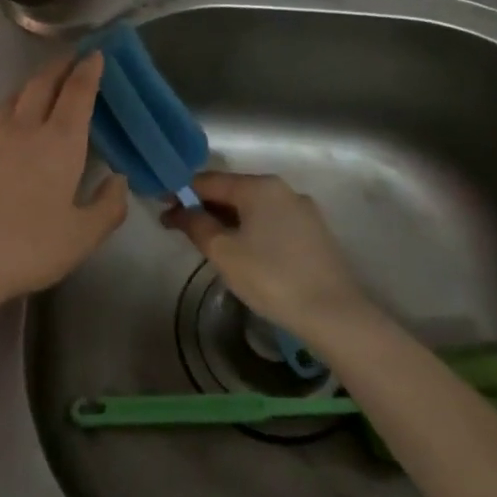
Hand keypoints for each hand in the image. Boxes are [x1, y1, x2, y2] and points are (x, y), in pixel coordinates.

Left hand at [0, 52, 128, 335]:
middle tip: (71, 59)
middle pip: (41, 84)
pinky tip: (9, 128)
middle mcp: (24, 129)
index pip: (76, 92)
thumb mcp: (82, 236)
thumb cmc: (28, 247)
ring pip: (13, 98)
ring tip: (41, 85)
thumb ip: (107, 206)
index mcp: (59, 142)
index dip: (88, 69)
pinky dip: (9, 113)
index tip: (96, 53)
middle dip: (59, 66)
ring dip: (32, 84)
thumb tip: (117, 180)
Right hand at [162, 171, 367, 332]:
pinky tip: (242, 252)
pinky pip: (271, 222)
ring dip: (227, 220)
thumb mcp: (223, 252)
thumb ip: (196, 225)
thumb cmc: (271, 277)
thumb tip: (179, 211)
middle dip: (204, 207)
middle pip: (232, 191)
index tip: (161, 209)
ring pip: (253, 208)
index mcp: (259, 186)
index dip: (181, 193)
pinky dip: (250, 230)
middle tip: (180, 230)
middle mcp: (283, 190)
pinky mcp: (314, 233)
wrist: (334, 315)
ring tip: (208, 244)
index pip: (209, 181)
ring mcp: (303, 211)